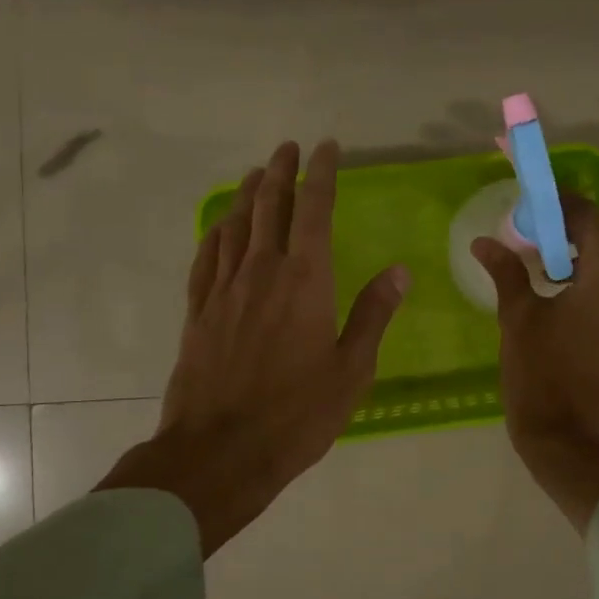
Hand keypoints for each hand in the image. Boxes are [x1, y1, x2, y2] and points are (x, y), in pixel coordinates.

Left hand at [97, 140, 407, 554]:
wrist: (220, 451)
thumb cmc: (297, 414)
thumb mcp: (352, 369)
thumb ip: (373, 314)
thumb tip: (399, 270)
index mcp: (305, 281)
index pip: (314, 211)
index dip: (321, 175)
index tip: (325, 148)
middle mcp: (262, 272)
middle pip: (269, 207)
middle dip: (281, 172)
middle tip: (288, 147)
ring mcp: (225, 290)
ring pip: (235, 226)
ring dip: (247, 194)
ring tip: (257, 173)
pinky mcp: (199, 312)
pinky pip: (206, 258)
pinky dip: (216, 233)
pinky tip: (220, 226)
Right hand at [472, 194, 598, 532]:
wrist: (564, 432)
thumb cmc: (538, 371)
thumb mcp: (517, 316)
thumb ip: (506, 272)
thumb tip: (484, 242)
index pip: (592, 222)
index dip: (566, 207)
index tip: (539, 207)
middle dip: (590, 233)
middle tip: (552, 239)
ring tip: (558, 268)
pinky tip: (568, 298)